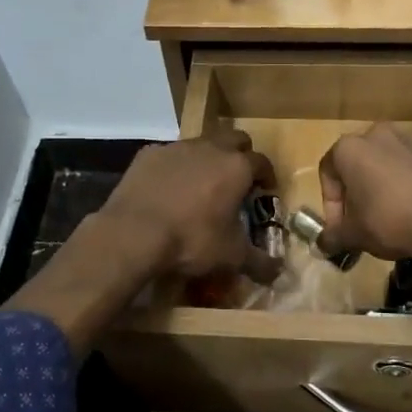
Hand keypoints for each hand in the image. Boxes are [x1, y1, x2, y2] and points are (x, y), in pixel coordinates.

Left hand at [98, 130, 282, 283]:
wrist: (134, 233)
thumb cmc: (191, 240)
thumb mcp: (231, 256)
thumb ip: (259, 262)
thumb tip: (277, 272)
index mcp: (237, 167)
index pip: (262, 162)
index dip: (267, 176)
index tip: (265, 190)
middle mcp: (210, 148)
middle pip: (235, 139)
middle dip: (241, 155)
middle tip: (238, 179)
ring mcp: (177, 147)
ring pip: (201, 143)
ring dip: (207, 158)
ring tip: (201, 183)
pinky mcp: (149, 153)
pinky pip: (170, 155)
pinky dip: (175, 166)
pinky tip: (168, 187)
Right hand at [317, 125, 411, 273]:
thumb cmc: (391, 222)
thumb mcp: (354, 235)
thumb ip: (333, 237)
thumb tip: (323, 245)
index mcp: (350, 148)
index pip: (328, 172)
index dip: (331, 204)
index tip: (340, 228)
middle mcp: (379, 133)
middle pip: (359, 164)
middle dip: (358, 192)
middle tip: (364, 221)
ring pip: (388, 163)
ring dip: (385, 186)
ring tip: (394, 216)